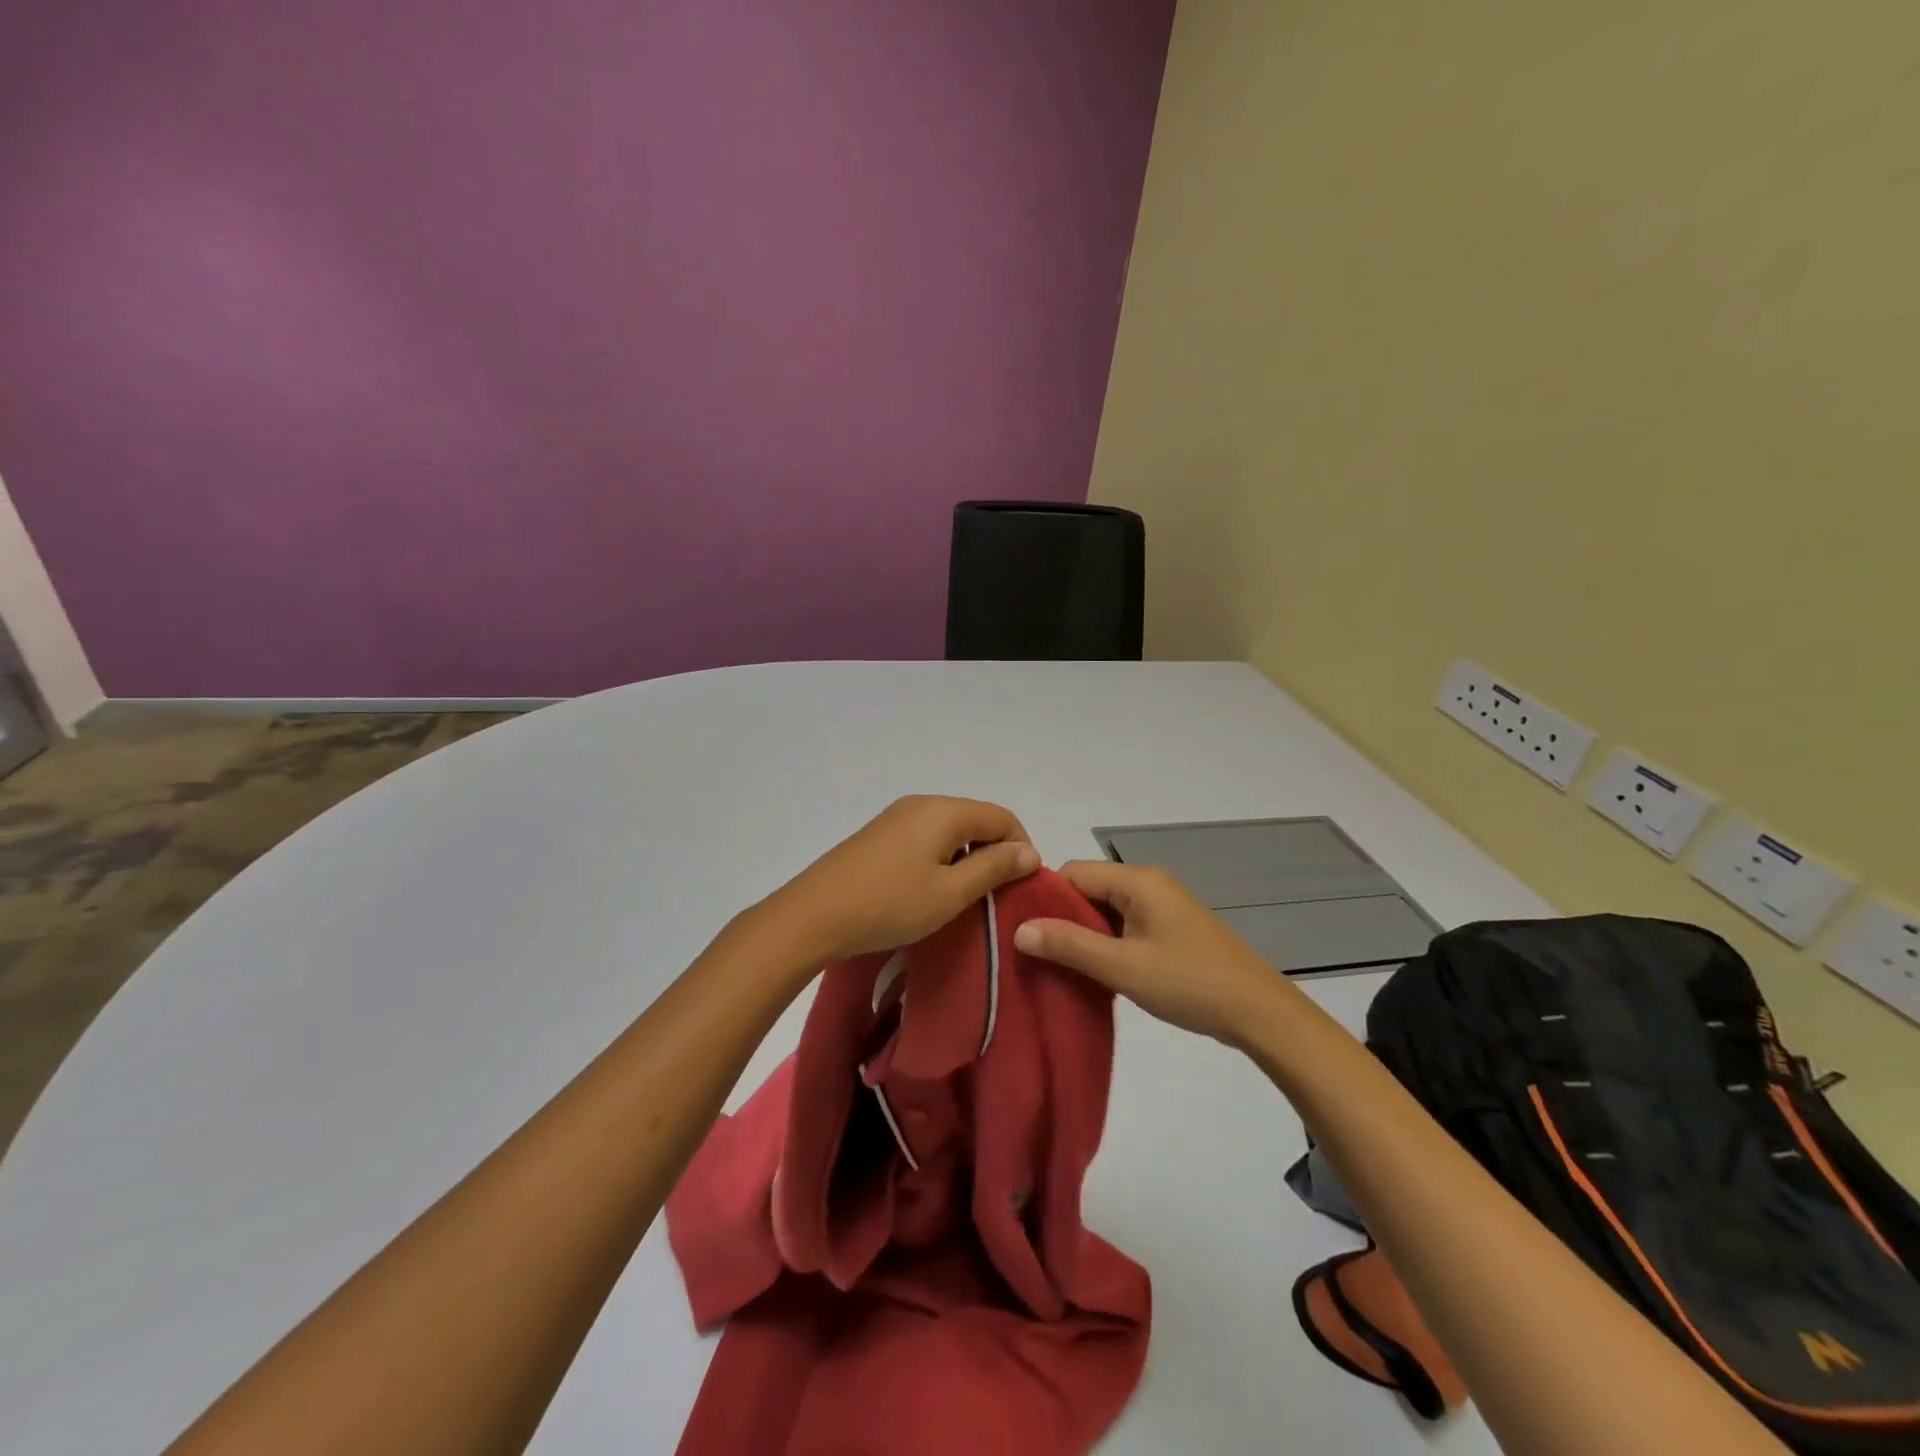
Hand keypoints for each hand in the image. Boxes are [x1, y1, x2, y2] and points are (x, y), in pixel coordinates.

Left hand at [762, 796, 1039, 964]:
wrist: (813, 915)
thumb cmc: (889, 905)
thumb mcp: (950, 893)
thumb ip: (994, 868)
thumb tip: (1029, 851)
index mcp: (944, 811)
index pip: (1002, 817)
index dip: (1021, 848)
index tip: (1021, 887)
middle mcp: (922, 804)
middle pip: (976, 820)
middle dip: (994, 853)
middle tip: (995, 896)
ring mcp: (896, 817)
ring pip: (950, 830)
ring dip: (967, 858)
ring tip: (964, 898)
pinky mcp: (879, 835)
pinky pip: (926, 838)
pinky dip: (941, 859)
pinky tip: (931, 890)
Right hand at [1012, 860, 1290, 1047]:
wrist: (1260, 1013)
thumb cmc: (1189, 982)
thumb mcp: (1123, 966)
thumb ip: (1070, 944)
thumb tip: (1019, 928)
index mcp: (1137, 880)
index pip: (1073, 873)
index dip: (1045, 899)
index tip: (1021, 931)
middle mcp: (1148, 883)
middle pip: (1088, 889)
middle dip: (1062, 919)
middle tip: (1037, 955)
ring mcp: (1162, 906)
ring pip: (1105, 910)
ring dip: (1084, 935)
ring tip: (1060, 967)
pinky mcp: (1170, 928)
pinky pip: (1125, 925)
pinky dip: (1106, 944)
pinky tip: (1095, 972)